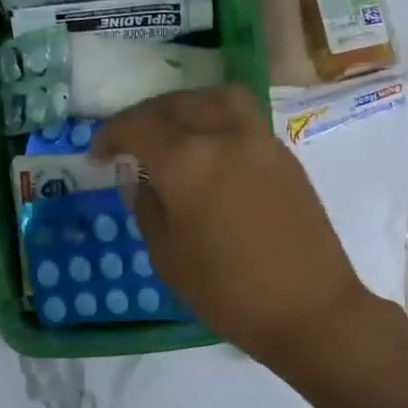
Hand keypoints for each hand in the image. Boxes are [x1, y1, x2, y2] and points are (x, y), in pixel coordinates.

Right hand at [92, 86, 377, 378]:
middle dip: (144, 117)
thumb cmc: (228, 291)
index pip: (137, 127)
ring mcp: (260, 141)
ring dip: (184, 107)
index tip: (98, 154)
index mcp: (187, 162)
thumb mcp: (167, 256)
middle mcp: (224, 136)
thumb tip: (141, 179)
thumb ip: (147, 207)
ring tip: (171, 131)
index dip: (110, 136)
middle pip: (175, 104)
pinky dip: (215, 119)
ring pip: (214, 99)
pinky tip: (207, 150)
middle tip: (129, 141)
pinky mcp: (284, 155)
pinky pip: (241, 118)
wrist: (309, 309)